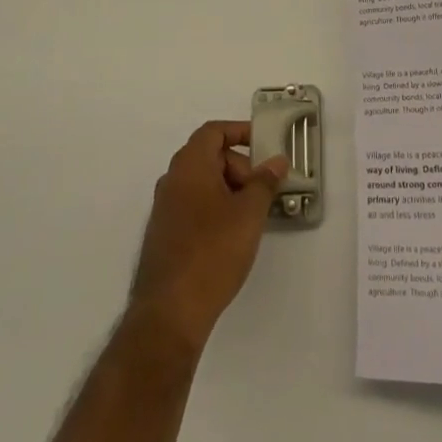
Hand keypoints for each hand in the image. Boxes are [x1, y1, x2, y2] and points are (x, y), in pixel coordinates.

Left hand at [129, 122, 288, 352]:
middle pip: (208, 156)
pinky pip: (193, 205)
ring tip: (251, 216)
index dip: (239, 131)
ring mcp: (164, 208)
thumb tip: (277, 161)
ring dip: (228, 189)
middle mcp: (172, 180)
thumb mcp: (249, 213)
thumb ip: (265, 182)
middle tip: (261, 191)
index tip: (263, 144)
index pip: (213, 132)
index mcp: (189, 165)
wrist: (170, 310)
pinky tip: (232, 235)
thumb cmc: (213, 251)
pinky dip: (215, 207)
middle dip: (239, 166)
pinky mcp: (163, 234)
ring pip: (201, 183)